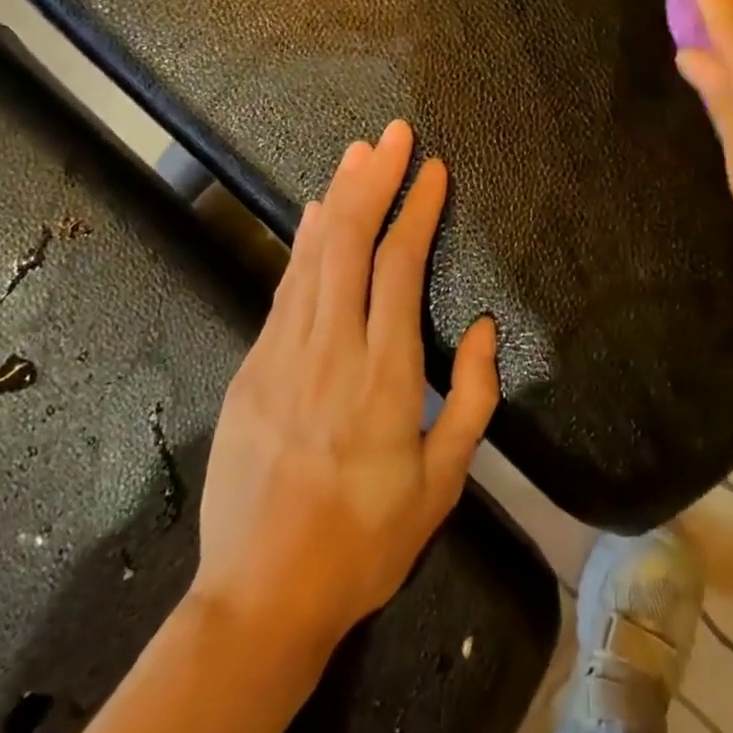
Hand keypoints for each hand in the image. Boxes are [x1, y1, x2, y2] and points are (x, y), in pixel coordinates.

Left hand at [190, 120, 498, 653]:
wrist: (260, 597)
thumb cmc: (365, 542)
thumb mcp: (443, 485)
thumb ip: (470, 398)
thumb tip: (481, 327)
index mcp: (385, 377)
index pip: (400, 267)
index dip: (417, 210)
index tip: (433, 170)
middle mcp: (332, 350)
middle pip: (351, 242)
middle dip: (375, 180)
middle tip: (393, 135)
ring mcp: (283, 354)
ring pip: (313, 254)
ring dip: (339, 197)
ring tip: (358, 153)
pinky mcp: (252, 367)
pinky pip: (285, 287)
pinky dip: (304, 241)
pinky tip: (317, 213)